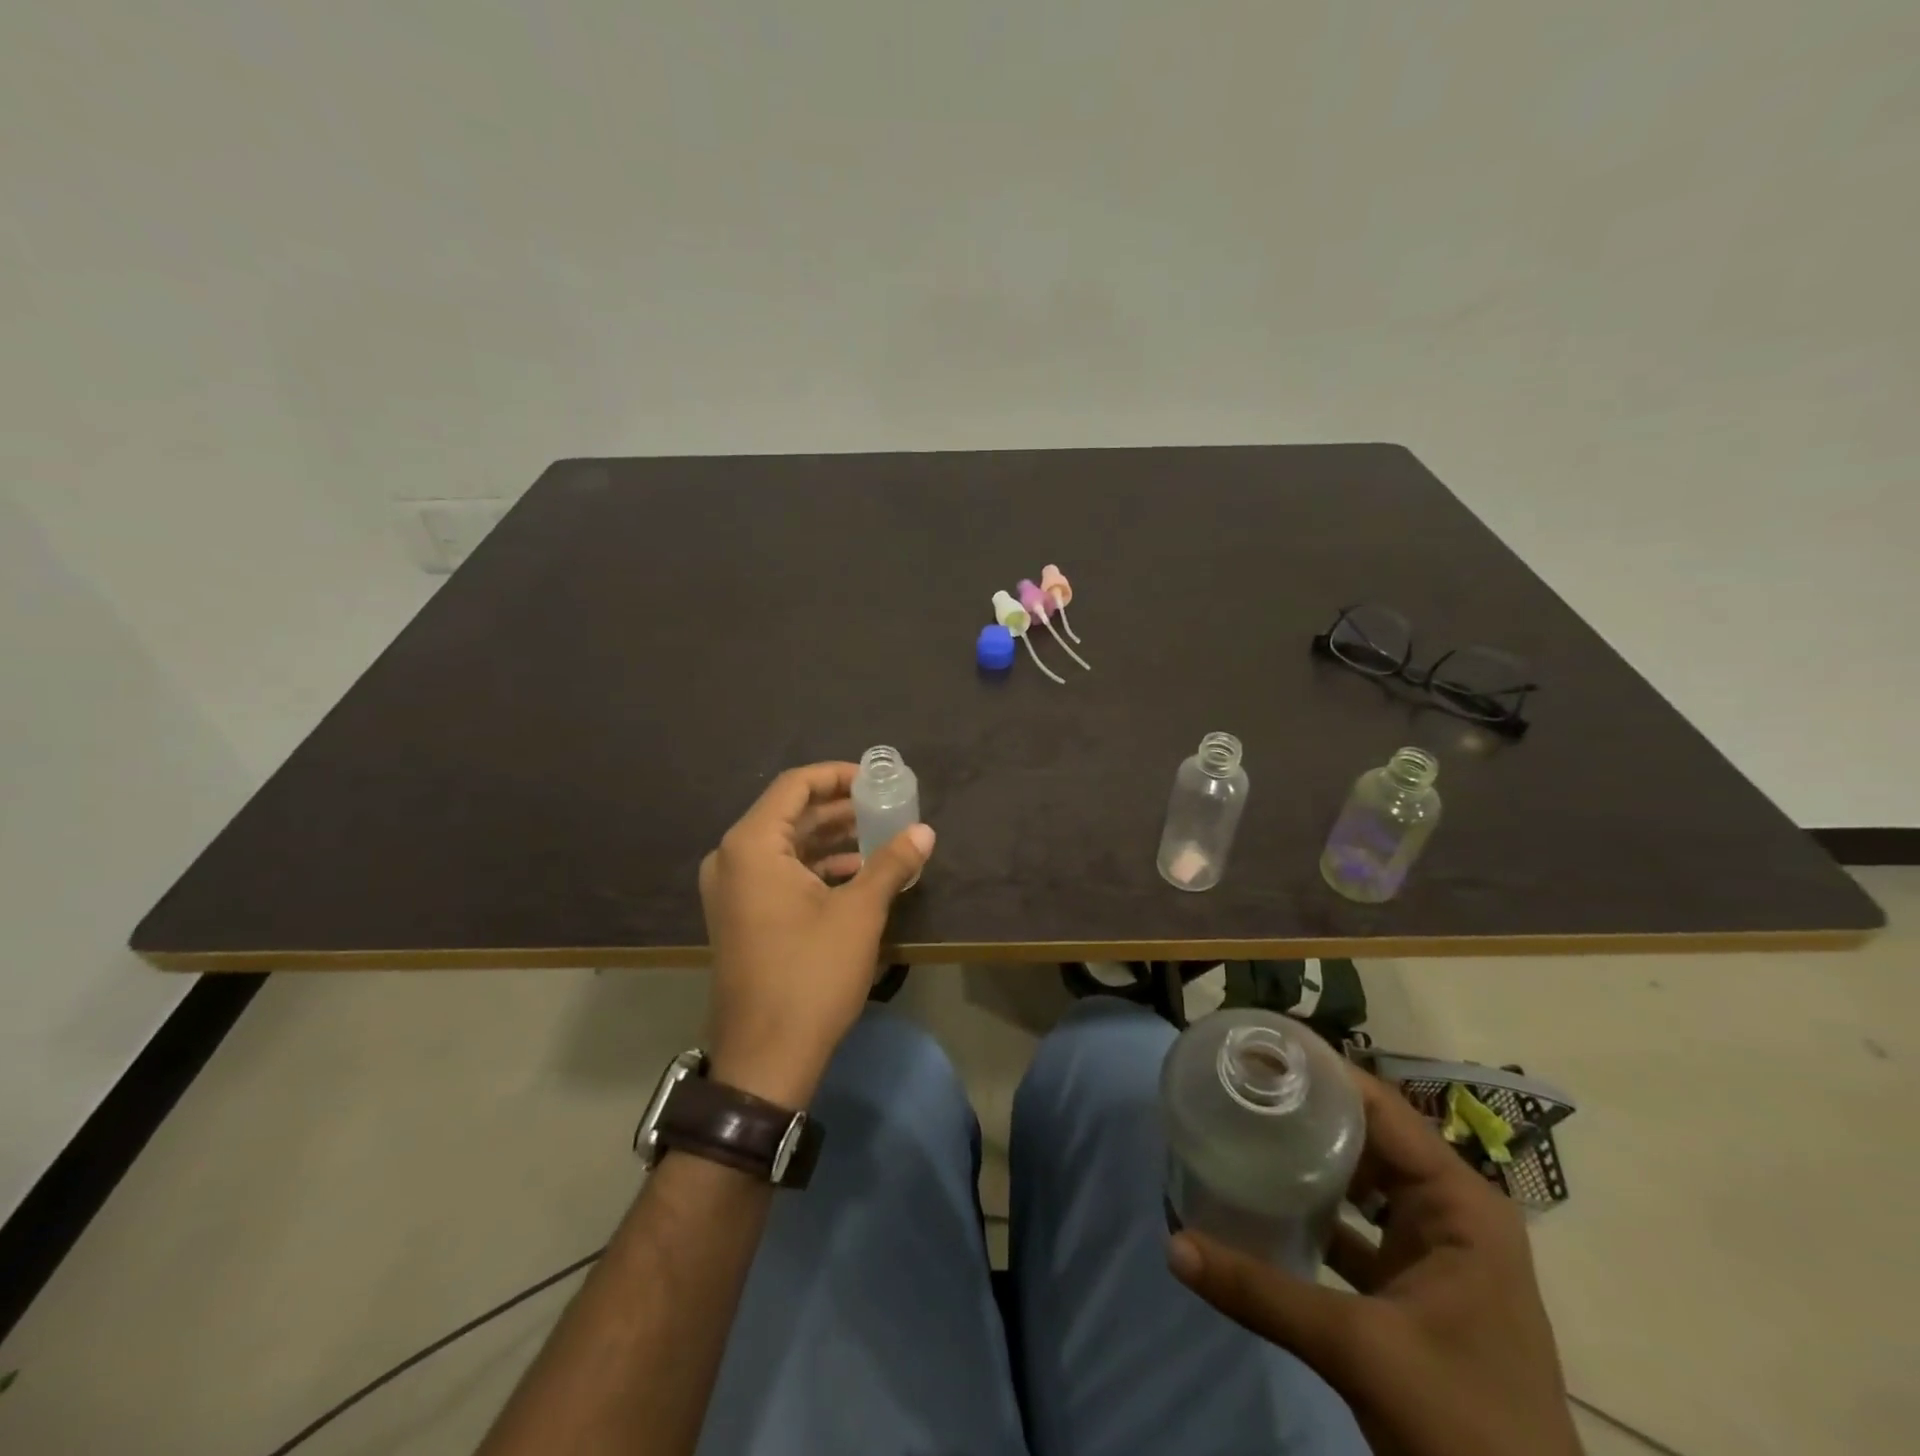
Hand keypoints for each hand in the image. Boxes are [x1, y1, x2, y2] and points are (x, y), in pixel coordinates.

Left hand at [698, 762, 934, 1107]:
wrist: (766, 1058)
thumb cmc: (810, 974)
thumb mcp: (859, 913)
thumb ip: (891, 863)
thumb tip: (925, 832)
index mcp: (752, 845)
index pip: (795, 785)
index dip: (838, 776)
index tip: (878, 781)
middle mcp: (732, 858)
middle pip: (791, 813)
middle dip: (840, 809)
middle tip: (886, 807)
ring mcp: (732, 889)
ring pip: (787, 845)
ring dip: (832, 839)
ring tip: (881, 838)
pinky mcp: (741, 915)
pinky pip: (780, 873)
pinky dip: (817, 867)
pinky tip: (858, 874)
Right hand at [1168, 1069, 1582, 1455]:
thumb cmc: (1465, 1424)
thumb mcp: (1360, 1349)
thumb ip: (1262, 1293)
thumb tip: (1174, 1245)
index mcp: (1460, 1204)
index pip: (1381, 1109)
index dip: (1322, 1072)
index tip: (1259, 1048)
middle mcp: (1449, 1211)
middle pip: (1367, 1136)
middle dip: (1305, 1108)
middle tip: (1238, 1082)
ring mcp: (1432, 1249)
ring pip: (1360, 1178)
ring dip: (1307, 1156)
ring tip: (1243, 1122)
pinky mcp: (1410, 1283)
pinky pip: (1354, 1223)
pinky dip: (1313, 1207)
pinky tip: (1263, 1197)